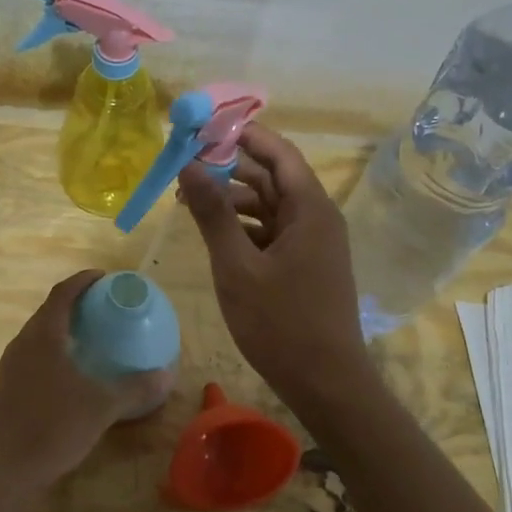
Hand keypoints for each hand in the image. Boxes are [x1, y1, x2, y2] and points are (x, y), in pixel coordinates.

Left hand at [0, 271, 137, 511]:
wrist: (3, 470)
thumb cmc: (53, 428)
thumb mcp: (101, 408)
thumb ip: (134, 388)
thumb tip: (166, 375)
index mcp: (43, 336)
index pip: (62, 293)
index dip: (83, 280)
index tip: (103, 277)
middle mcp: (23, 343)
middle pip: (48, 311)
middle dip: (74, 303)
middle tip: (102, 307)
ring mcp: (10, 366)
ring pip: (38, 334)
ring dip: (61, 328)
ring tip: (89, 336)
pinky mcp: (5, 387)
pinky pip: (32, 355)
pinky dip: (52, 351)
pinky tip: (69, 373)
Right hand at [177, 124, 372, 407]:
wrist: (326, 383)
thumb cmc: (281, 323)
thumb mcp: (237, 266)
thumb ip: (214, 213)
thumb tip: (190, 164)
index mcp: (310, 208)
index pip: (278, 152)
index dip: (243, 135)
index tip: (204, 128)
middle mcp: (317, 217)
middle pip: (272, 176)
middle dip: (230, 167)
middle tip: (186, 164)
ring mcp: (313, 242)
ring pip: (270, 205)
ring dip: (233, 199)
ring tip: (189, 200)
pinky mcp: (306, 264)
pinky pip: (273, 231)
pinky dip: (244, 226)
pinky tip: (214, 233)